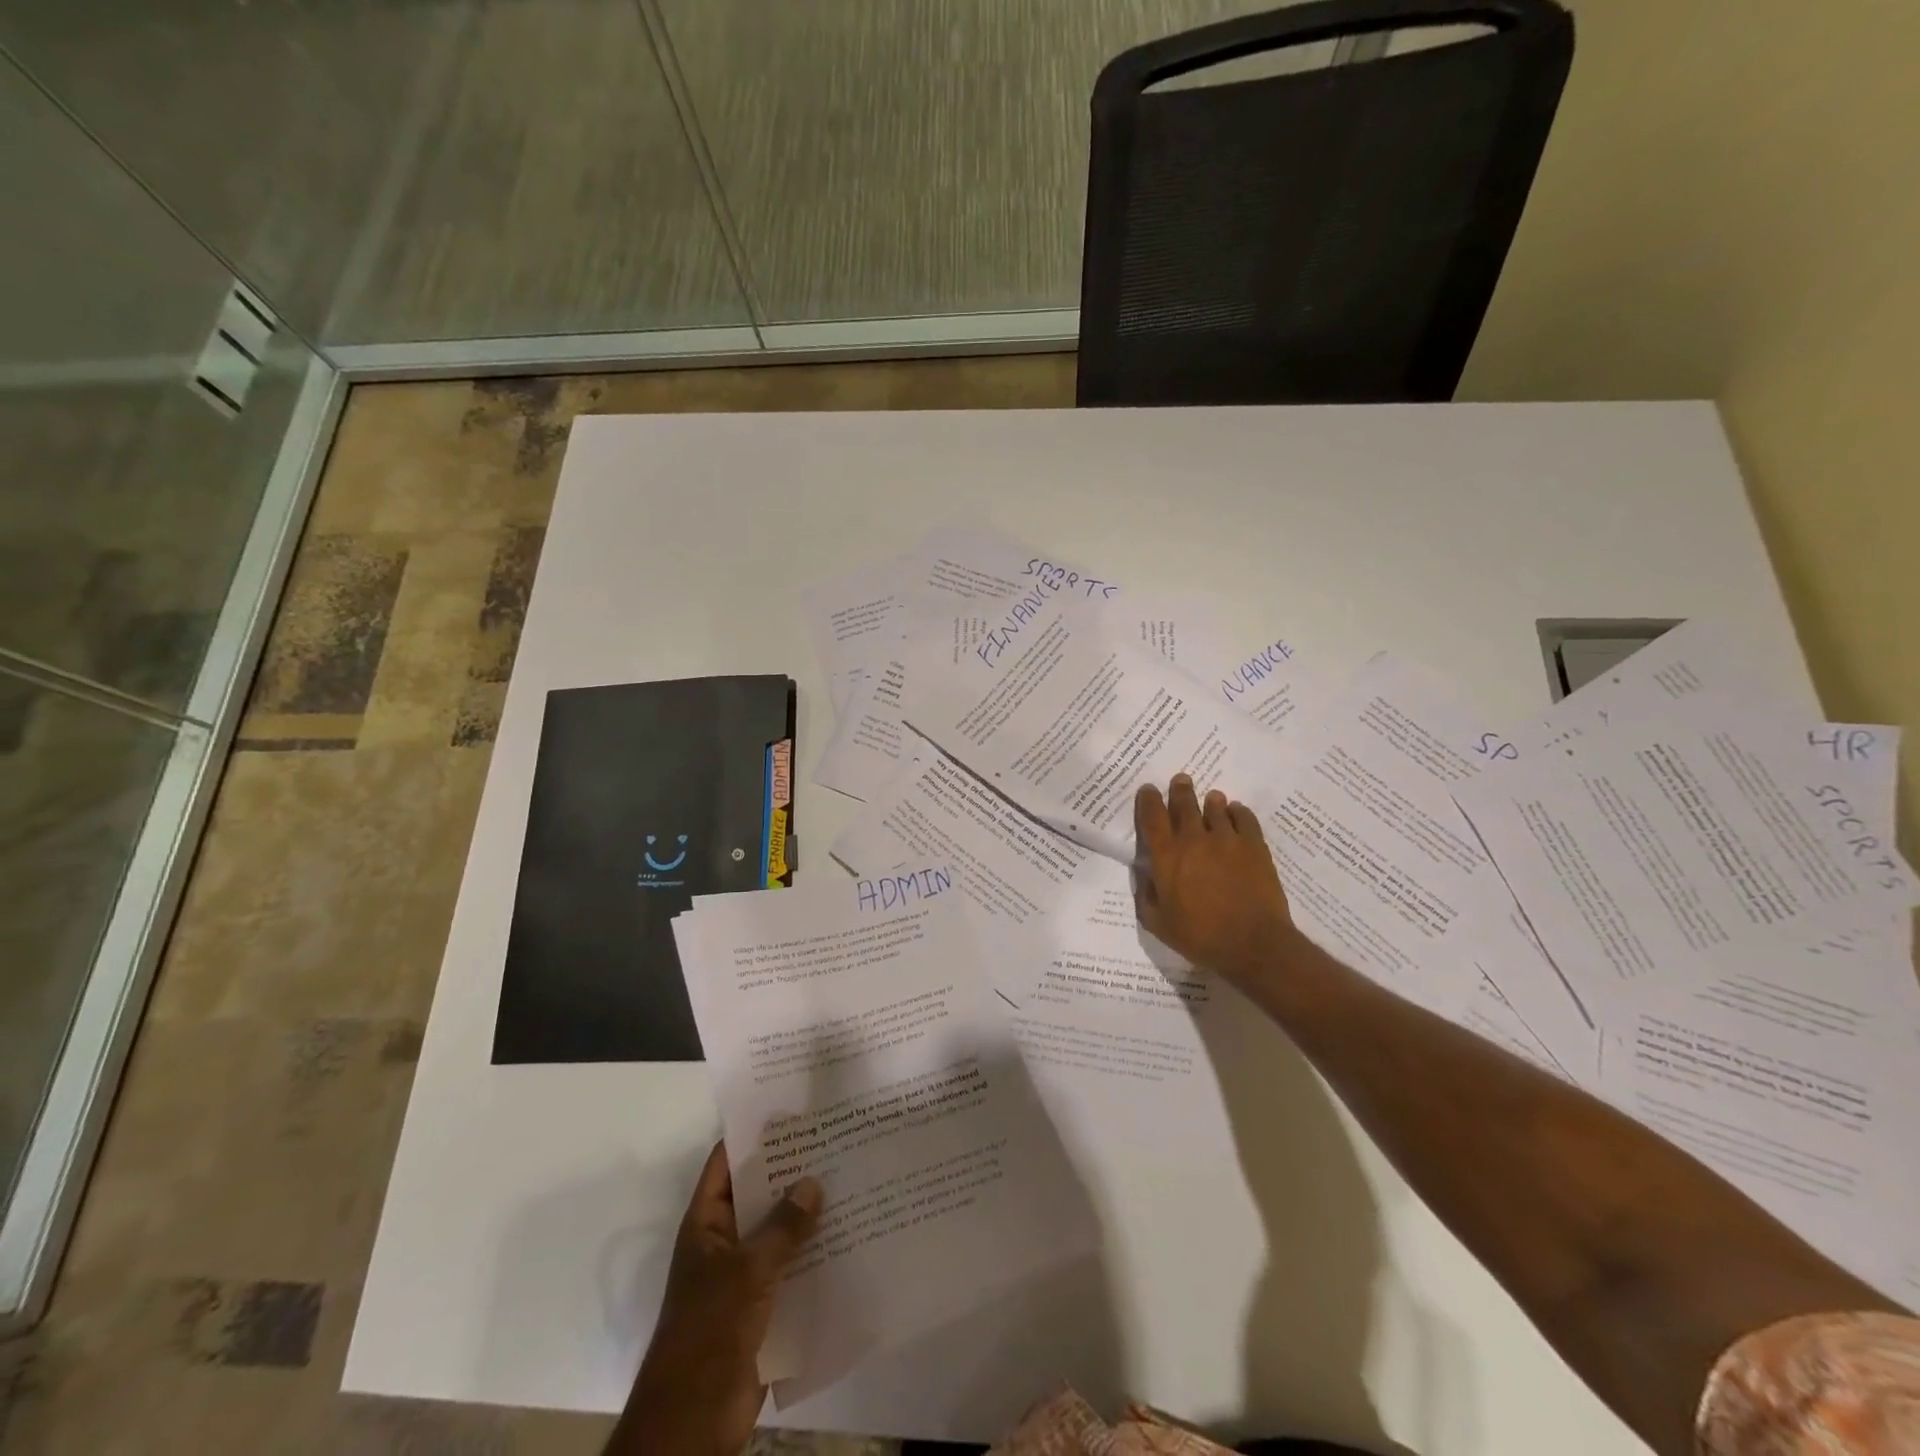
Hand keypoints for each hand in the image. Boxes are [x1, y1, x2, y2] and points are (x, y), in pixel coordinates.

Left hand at [614, 1144, 822, 1455]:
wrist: (694, 1421)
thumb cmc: (709, 1332)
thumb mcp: (748, 1271)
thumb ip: (783, 1227)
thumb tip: (813, 1182)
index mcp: (707, 1223)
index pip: (727, 1163)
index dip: (755, 1135)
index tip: (793, 1111)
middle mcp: (725, 1241)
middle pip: (760, 1194)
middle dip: (793, 1172)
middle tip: (837, 1141)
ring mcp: (744, 1274)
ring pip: (780, 1231)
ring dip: (809, 1214)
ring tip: (852, 1180)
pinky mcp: (765, 1306)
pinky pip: (793, 1268)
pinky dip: (816, 1254)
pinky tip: (851, 1236)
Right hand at [1133, 774, 1296, 985]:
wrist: (1252, 944)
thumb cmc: (1200, 937)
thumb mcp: (1158, 923)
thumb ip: (1146, 895)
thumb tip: (1145, 874)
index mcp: (1166, 856)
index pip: (1152, 817)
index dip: (1147, 800)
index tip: (1148, 790)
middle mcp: (1194, 840)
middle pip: (1184, 804)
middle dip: (1180, 790)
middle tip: (1181, 780)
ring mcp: (1227, 839)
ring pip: (1215, 808)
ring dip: (1210, 801)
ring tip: (1212, 798)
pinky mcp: (1254, 846)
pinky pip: (1244, 818)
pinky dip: (1238, 812)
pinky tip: (1236, 813)